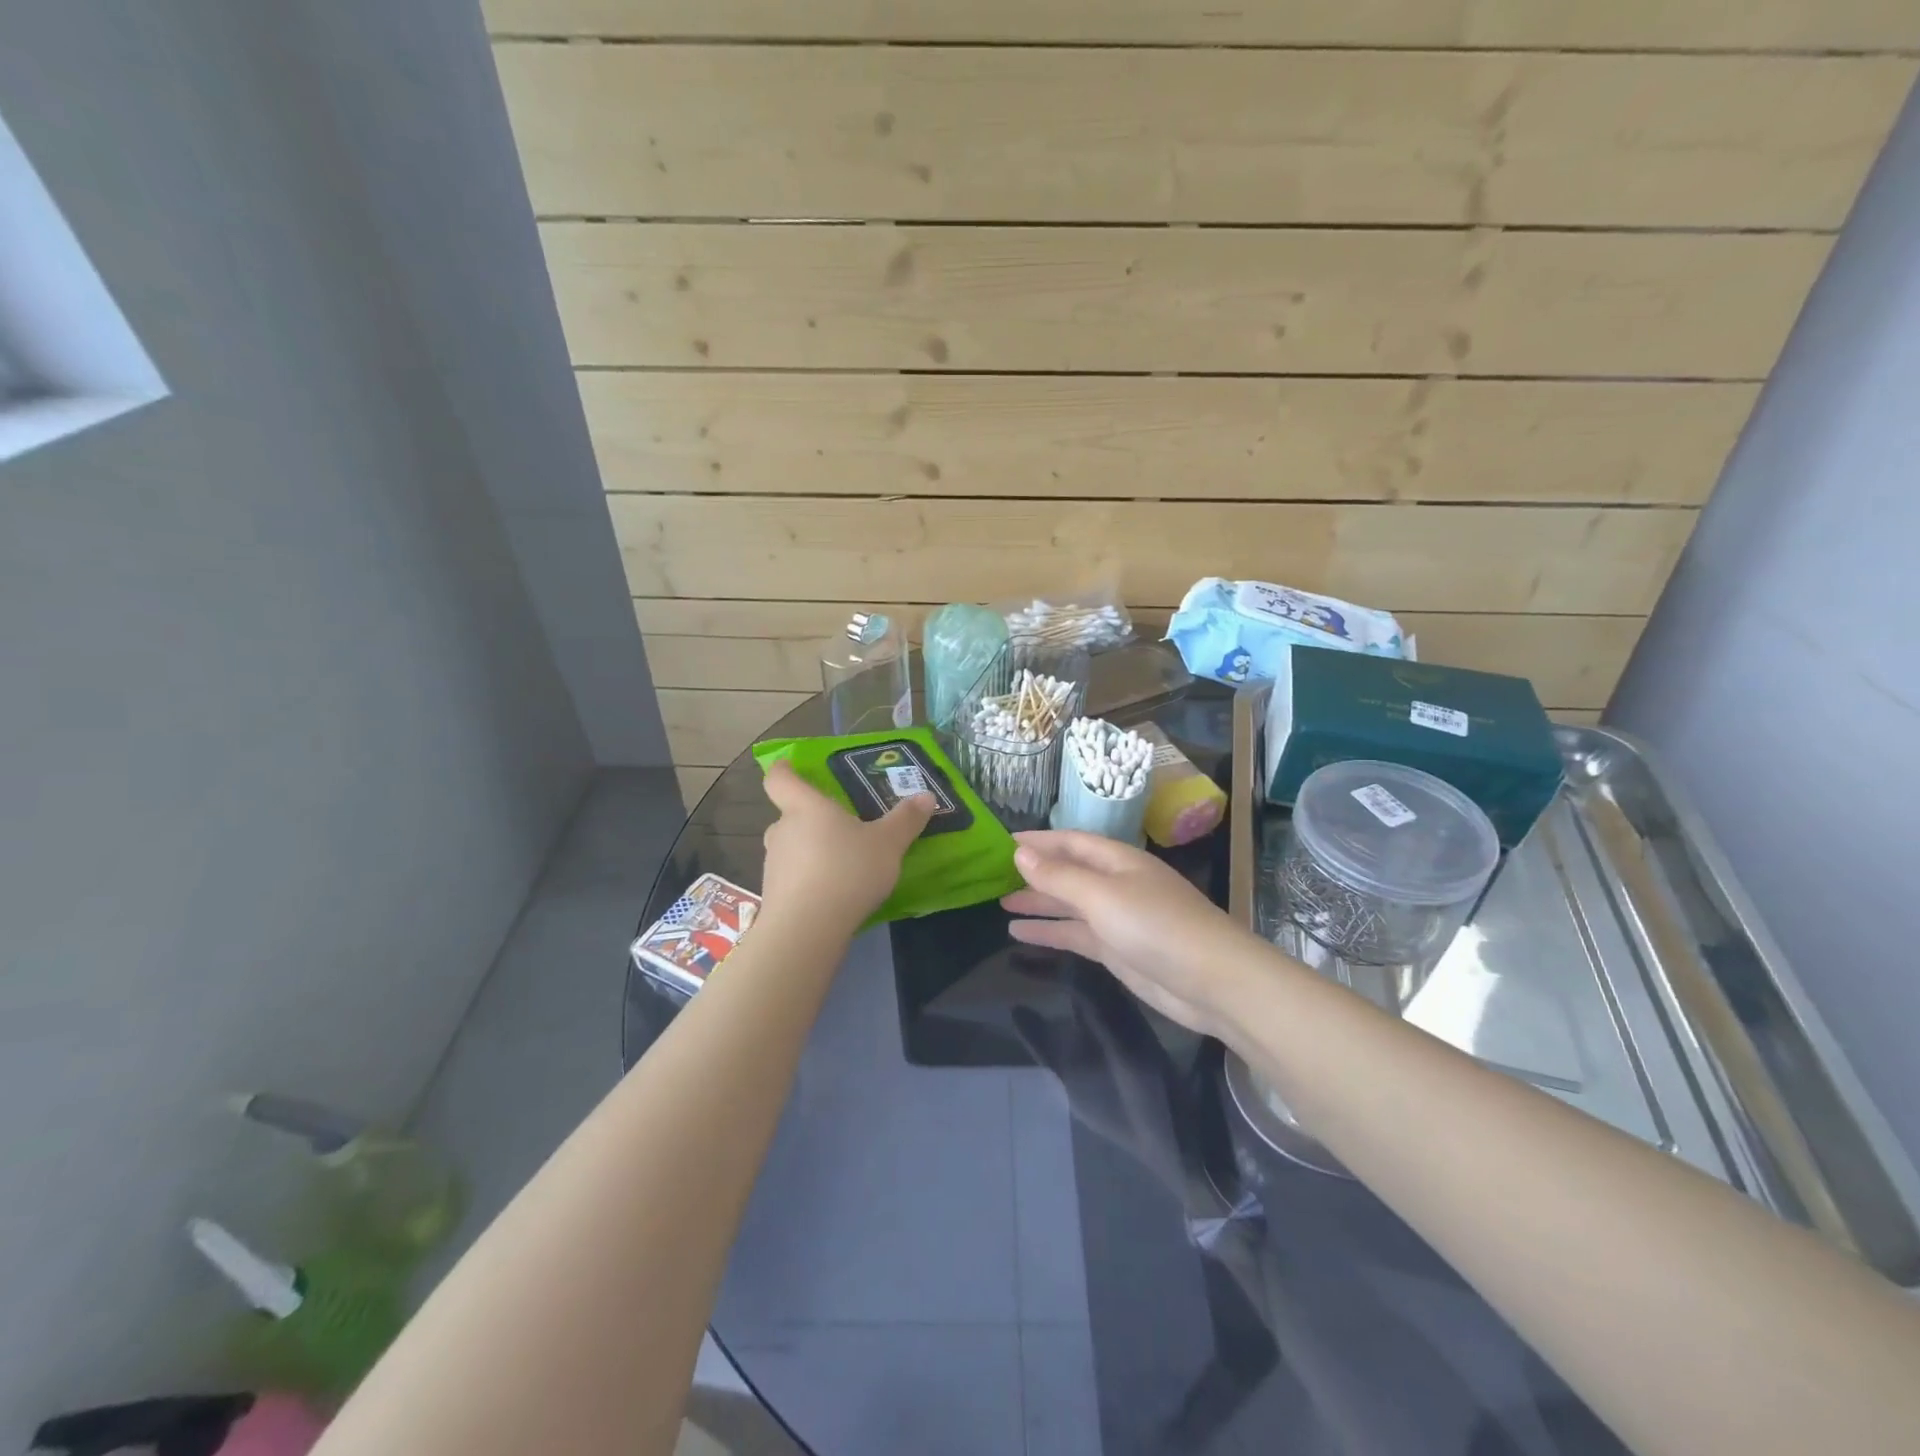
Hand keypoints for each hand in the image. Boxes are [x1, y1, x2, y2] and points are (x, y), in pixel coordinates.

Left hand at [760, 761, 934, 936]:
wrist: (807, 930)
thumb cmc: (846, 870)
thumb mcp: (888, 844)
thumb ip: (906, 820)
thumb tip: (926, 796)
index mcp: (805, 807)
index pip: (780, 779)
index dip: (784, 770)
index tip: (790, 766)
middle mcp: (782, 830)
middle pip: (789, 815)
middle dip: (811, 819)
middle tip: (840, 827)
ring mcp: (773, 864)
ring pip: (791, 848)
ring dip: (811, 852)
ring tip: (841, 864)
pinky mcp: (774, 896)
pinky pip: (793, 878)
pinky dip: (809, 880)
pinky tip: (833, 895)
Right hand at [1001, 831, 1264, 1040]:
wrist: (1212, 982)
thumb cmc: (1156, 926)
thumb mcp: (1102, 896)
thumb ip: (1059, 876)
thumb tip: (1021, 853)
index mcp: (1118, 861)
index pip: (1071, 841)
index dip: (1038, 840)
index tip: (1002, 841)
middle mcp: (1117, 884)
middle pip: (1069, 872)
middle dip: (1035, 872)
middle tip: (993, 874)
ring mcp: (1118, 919)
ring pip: (1070, 905)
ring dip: (1039, 903)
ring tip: (1000, 903)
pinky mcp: (1119, 950)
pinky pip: (1076, 935)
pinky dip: (1050, 932)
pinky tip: (1020, 934)